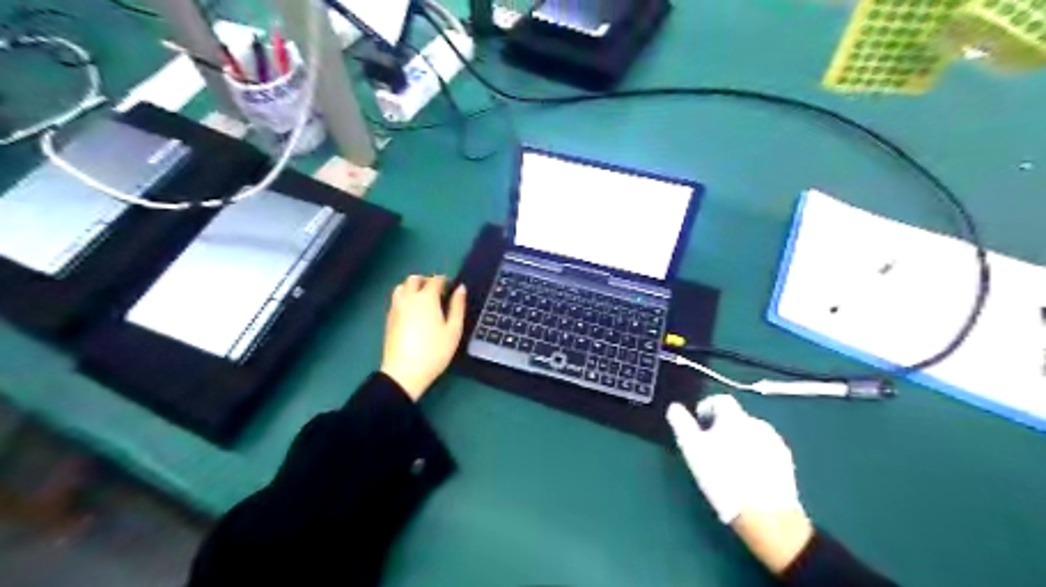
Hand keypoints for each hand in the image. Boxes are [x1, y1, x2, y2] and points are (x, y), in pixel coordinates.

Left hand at [380, 275, 465, 403]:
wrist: (404, 372)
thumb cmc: (434, 351)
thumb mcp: (453, 330)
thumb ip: (458, 306)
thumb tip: (460, 289)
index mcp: (426, 298)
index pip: (435, 280)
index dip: (445, 280)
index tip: (451, 287)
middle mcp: (408, 298)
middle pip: (414, 279)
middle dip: (426, 280)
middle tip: (438, 292)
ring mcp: (396, 308)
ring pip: (401, 287)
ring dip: (412, 287)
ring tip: (423, 300)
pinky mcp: (388, 318)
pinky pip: (396, 299)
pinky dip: (405, 297)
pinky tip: (413, 312)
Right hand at [666, 397, 812, 574]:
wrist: (766, 514)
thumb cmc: (723, 478)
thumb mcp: (693, 450)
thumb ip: (682, 424)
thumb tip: (674, 407)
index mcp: (734, 418)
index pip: (720, 400)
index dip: (707, 408)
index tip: (699, 425)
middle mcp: (757, 423)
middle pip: (736, 417)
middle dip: (723, 427)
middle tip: (711, 448)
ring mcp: (774, 442)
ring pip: (751, 433)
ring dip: (739, 440)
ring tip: (730, 463)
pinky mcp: (785, 461)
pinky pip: (765, 448)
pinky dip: (755, 454)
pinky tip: (748, 474)